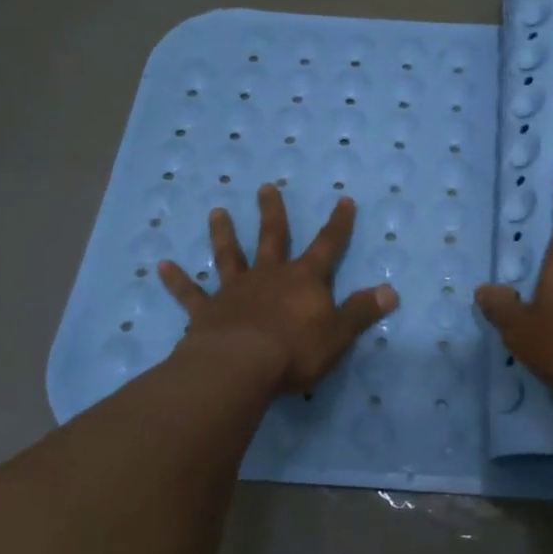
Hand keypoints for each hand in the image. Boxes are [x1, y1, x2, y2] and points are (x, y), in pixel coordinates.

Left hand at [159, 185, 396, 394]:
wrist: (241, 366)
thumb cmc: (296, 352)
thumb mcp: (339, 335)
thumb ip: (362, 312)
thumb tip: (391, 291)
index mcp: (304, 280)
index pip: (328, 246)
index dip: (338, 224)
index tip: (344, 200)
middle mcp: (269, 276)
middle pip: (272, 237)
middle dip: (272, 212)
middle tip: (265, 187)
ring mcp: (235, 291)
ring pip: (229, 255)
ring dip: (223, 234)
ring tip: (217, 212)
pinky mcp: (207, 311)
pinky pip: (190, 293)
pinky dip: (176, 280)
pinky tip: (160, 265)